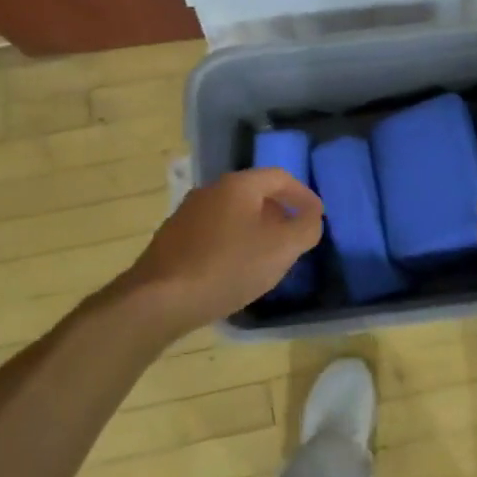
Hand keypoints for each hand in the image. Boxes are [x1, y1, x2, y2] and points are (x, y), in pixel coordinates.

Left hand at [120, 168, 323, 332]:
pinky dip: (233, 243)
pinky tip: (234, 270)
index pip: (280, 177)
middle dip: (279, 213)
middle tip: (294, 238)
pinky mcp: (172, 239)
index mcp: (238, 185)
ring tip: (267, 257)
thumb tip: (311, 218)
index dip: (303, 195)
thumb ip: (306, 228)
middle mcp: (210, 191)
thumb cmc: (227, 267)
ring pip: (233, 214)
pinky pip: (213, 232)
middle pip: (254, 194)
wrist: (158, 299)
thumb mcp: (281, 249)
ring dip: (255, 229)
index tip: (317, 217)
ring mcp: (187, 214)